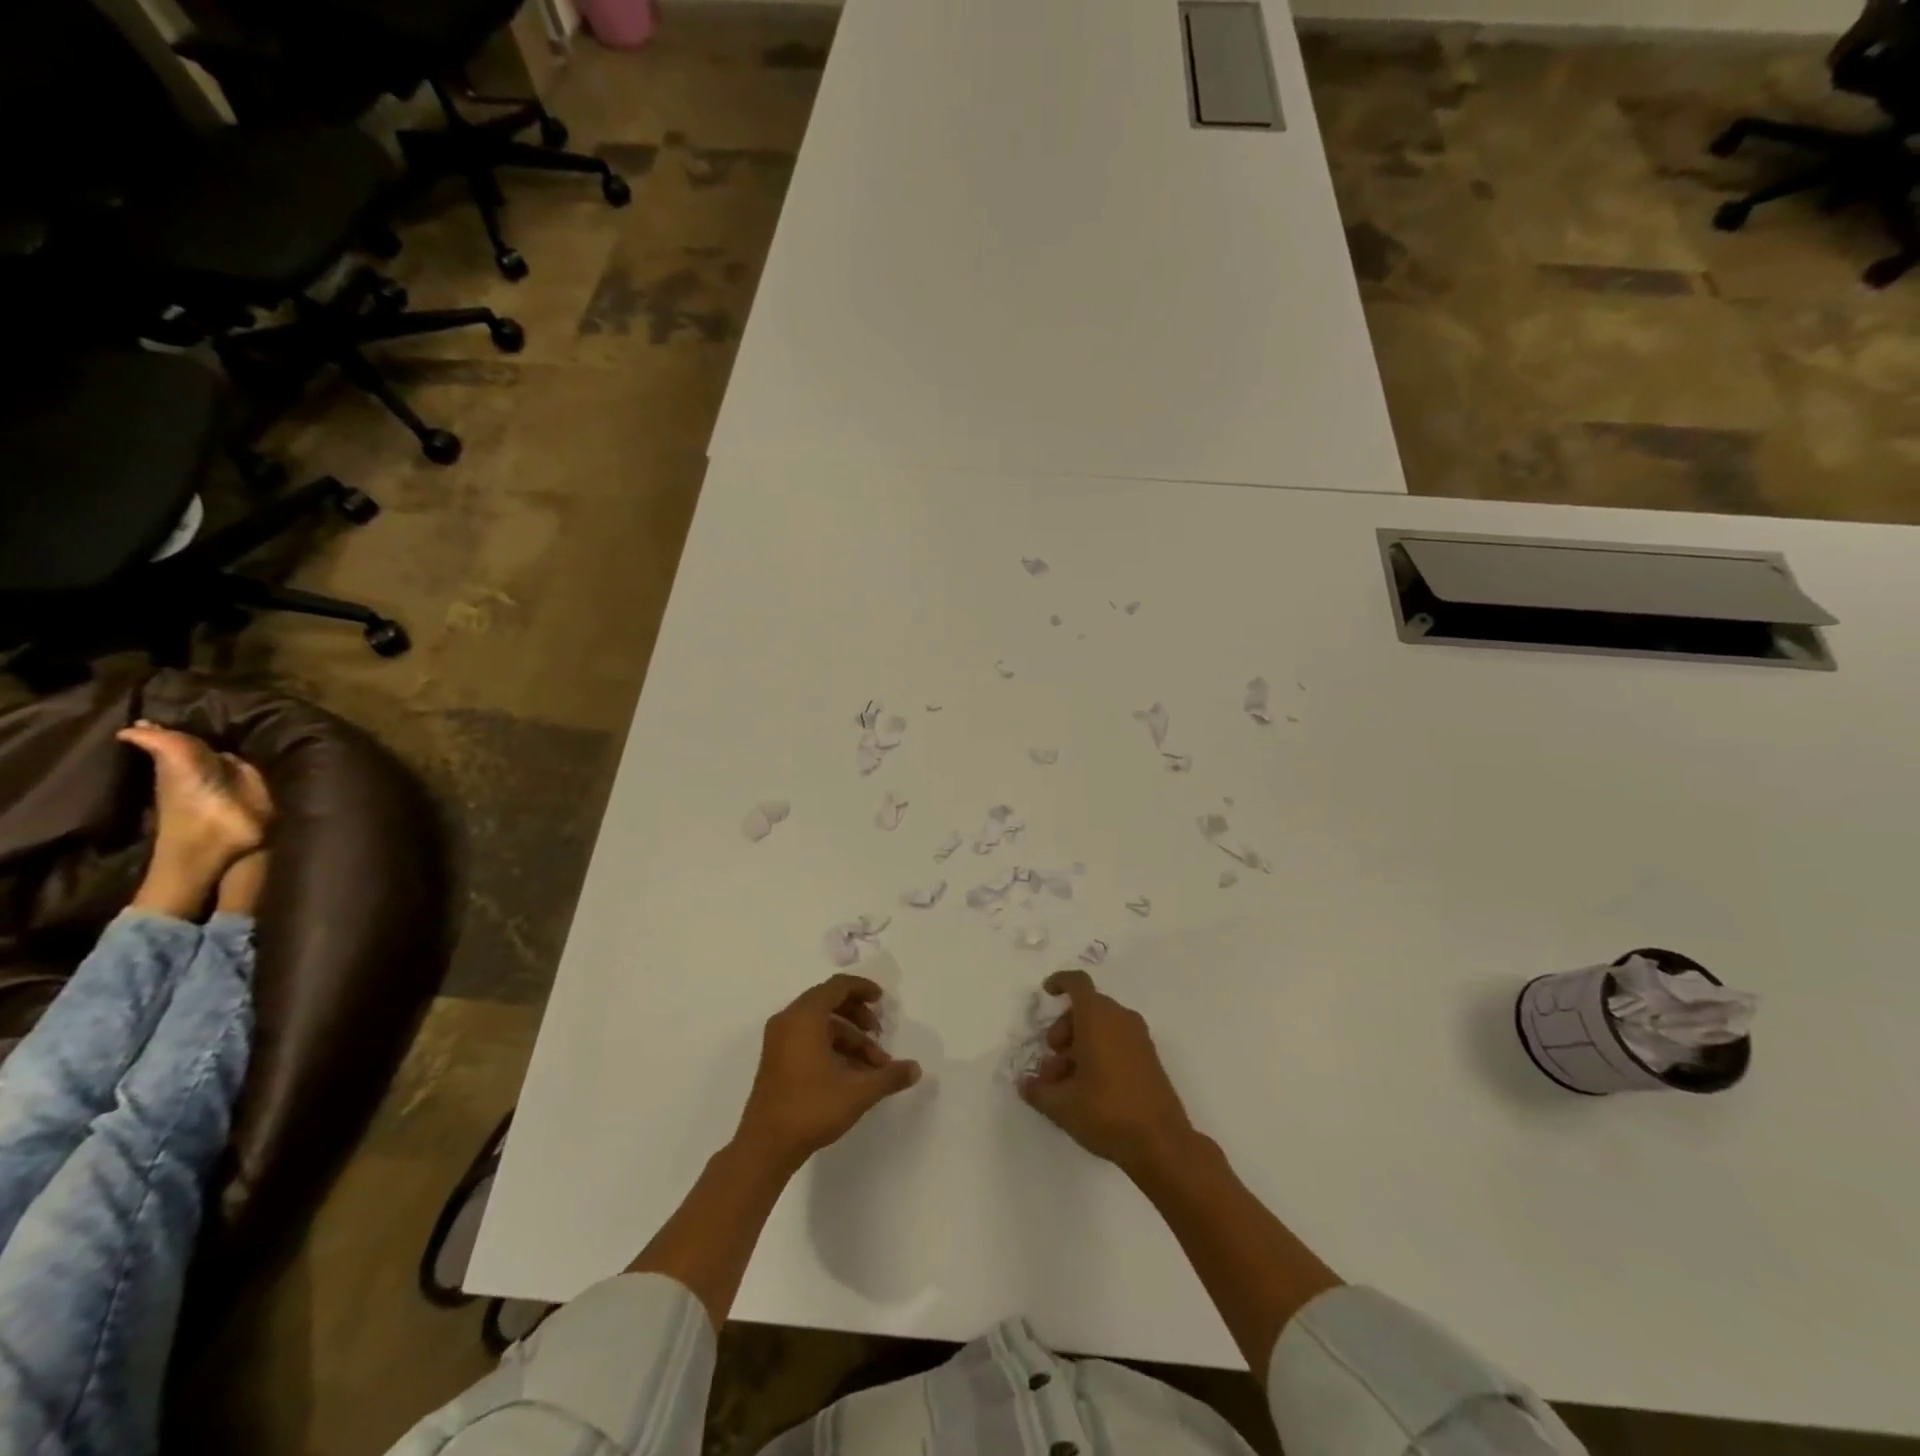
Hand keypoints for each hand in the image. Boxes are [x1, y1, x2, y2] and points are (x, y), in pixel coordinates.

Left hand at [735, 974, 922, 1169]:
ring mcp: (779, 1041)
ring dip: (849, 1037)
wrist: (765, 1147)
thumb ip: (889, 1076)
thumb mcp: (857, 1092)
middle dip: (858, 1015)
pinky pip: (808, 1039)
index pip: (837, 986)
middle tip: (879, 1033)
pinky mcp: (776, 1060)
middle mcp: (788, 1021)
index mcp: (804, 1017)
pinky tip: (852, 1073)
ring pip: (820, 1025)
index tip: (882, 1000)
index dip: (862, 988)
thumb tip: (916, 1069)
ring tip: (872, 1064)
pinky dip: (832, 1047)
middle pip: (828, 1002)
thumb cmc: (811, 1108)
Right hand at [1020, 969, 1196, 1177]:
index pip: (1078, 983)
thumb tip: (1024, 1084)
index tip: (1046, 994)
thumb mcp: (1062, 1105)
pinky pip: (1117, 1040)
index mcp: (1097, 1018)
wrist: (1162, 1143)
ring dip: (1079, 1044)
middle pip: (1086, 1007)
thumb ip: (1038, 1091)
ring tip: (1065, 1082)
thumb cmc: (1107, 1113)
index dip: (1060, 982)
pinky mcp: (1149, 1058)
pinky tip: (1088, 1088)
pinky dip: (1099, 1051)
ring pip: (1102, 1026)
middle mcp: (1120, 1019)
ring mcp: (1138, 1038)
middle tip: (1051, 1061)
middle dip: (1063, 1029)